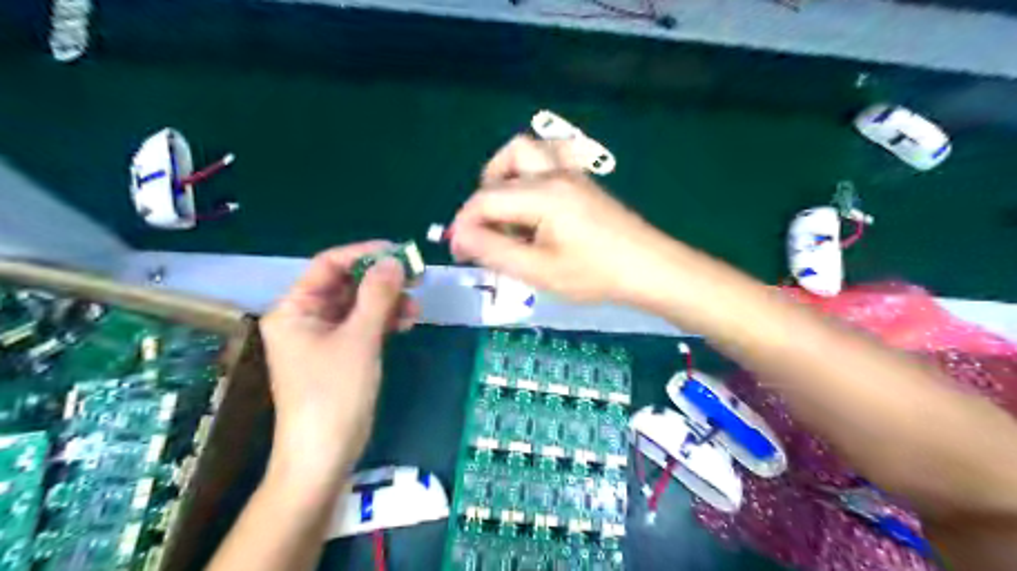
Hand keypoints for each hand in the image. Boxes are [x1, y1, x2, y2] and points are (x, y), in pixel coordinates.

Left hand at [263, 240, 423, 482]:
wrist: (323, 457)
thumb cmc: (335, 394)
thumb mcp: (360, 339)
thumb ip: (377, 295)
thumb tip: (395, 260)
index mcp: (294, 309)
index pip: (329, 265)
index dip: (364, 254)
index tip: (400, 252)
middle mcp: (305, 317)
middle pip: (346, 284)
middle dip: (381, 280)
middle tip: (416, 278)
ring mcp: (322, 337)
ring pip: (358, 305)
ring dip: (387, 302)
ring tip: (416, 307)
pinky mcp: (339, 354)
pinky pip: (362, 325)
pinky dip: (383, 321)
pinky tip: (405, 323)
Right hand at [448, 134, 672, 301]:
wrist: (650, 269)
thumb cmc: (595, 274)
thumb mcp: (539, 271)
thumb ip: (494, 250)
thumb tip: (459, 236)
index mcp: (541, 195)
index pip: (486, 199)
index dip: (464, 224)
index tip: (460, 254)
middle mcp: (554, 174)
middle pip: (505, 161)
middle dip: (485, 195)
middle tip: (489, 231)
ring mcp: (572, 174)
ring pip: (529, 151)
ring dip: (508, 175)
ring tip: (509, 212)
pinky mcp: (584, 182)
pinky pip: (550, 159)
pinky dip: (531, 174)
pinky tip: (537, 205)